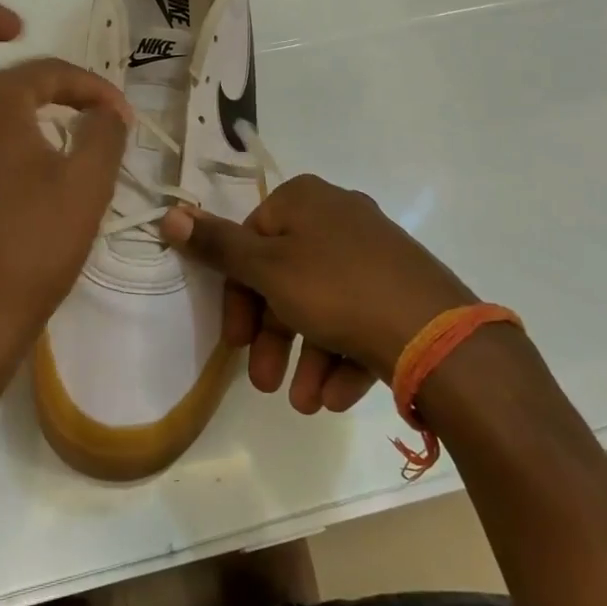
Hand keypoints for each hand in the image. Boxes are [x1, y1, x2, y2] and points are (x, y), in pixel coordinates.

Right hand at [160, 175, 475, 413]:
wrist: (438, 335)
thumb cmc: (336, 290)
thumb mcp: (266, 269)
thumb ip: (216, 246)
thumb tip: (169, 214)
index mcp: (305, 201)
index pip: (251, 242)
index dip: (238, 295)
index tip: (235, 341)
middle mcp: (340, 217)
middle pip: (286, 278)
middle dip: (273, 337)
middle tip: (264, 383)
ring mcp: (376, 253)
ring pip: (323, 306)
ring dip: (307, 358)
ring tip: (305, 404)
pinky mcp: (402, 289)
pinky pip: (359, 318)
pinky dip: (342, 357)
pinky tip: (337, 398)